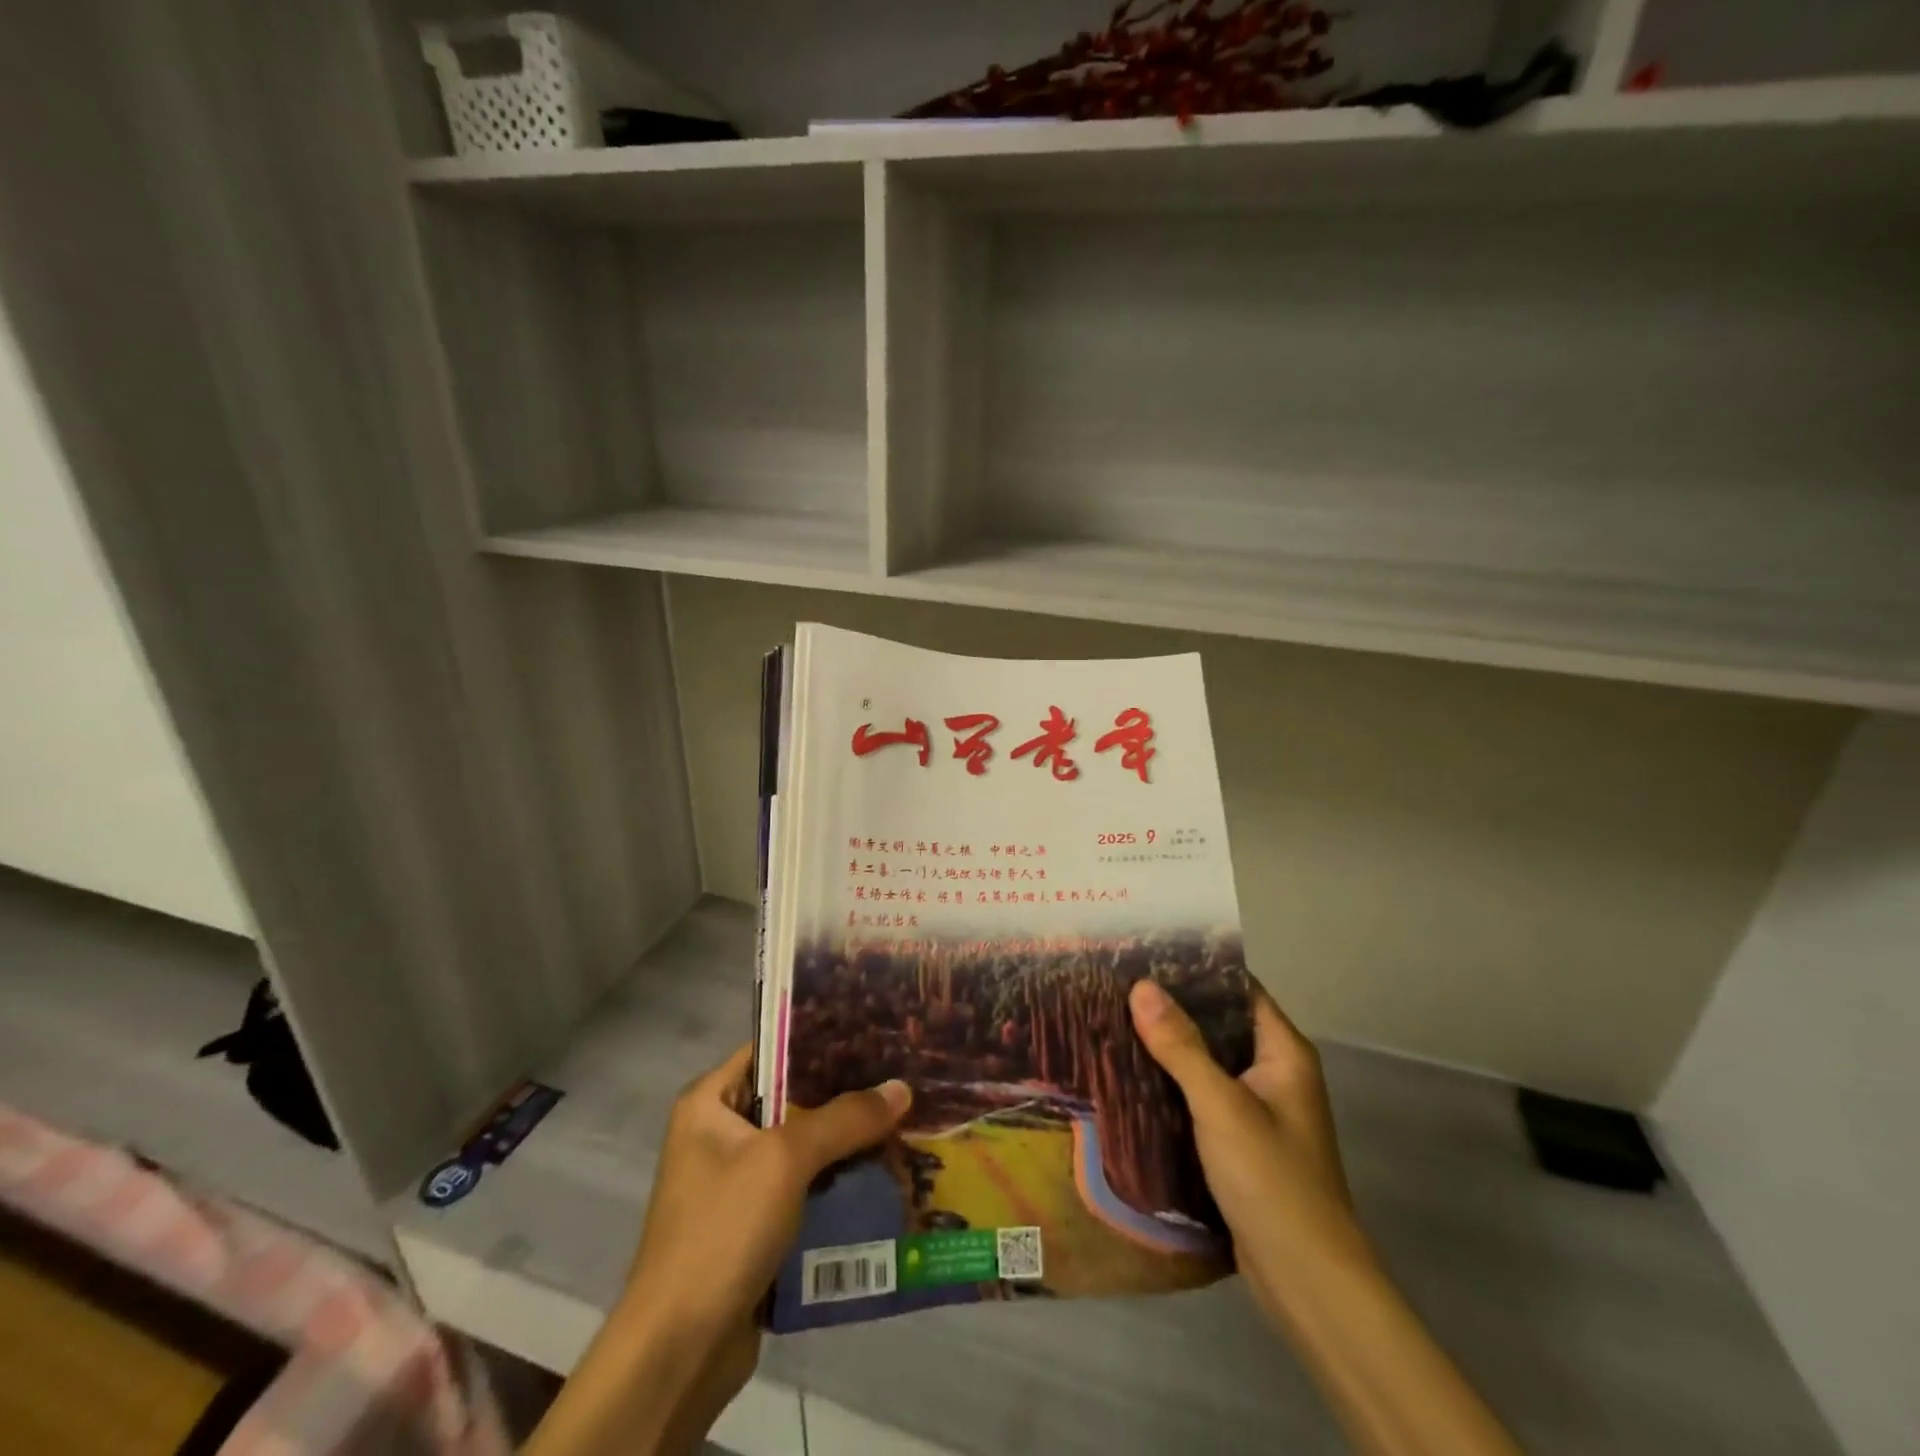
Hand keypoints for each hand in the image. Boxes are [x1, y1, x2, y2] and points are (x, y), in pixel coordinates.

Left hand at [526, 1045, 909, 1455]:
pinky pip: (803, 1185)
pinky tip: (882, 1172)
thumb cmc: (722, 1229)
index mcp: (710, 1101)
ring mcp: (736, 1180)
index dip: (822, 1038)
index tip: (874, 1032)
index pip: (772, 1049)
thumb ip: (844, 1118)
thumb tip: (902, 1087)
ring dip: (845, 1140)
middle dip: (844, 1093)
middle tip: (899, 1076)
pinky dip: (836, 1180)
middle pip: (792, 1097)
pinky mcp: (753, 1223)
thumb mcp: (785, 1159)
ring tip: (903, 1119)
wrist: (678, 1351)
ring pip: (802, 1144)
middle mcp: (720, 1132)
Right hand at [1129, 979, 1368, 1316]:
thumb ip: (1181, 1046)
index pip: (1238, 988)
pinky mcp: (1240, 1140)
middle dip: (1173, 1006)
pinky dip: (1172, 1083)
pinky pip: (1202, 1095)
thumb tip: (1140, 986)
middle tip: (1117, 985)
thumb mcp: (1221, 1105)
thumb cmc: (1272, 1179)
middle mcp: (1274, 1072)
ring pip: (1207, 1061)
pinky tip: (1132, 1075)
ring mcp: (1258, 1108)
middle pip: (1219, 1023)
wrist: (1307, 1281)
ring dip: (1168, 1046)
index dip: (1196, 968)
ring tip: (1114, 1020)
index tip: (1145, 953)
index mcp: (1283, 1052)